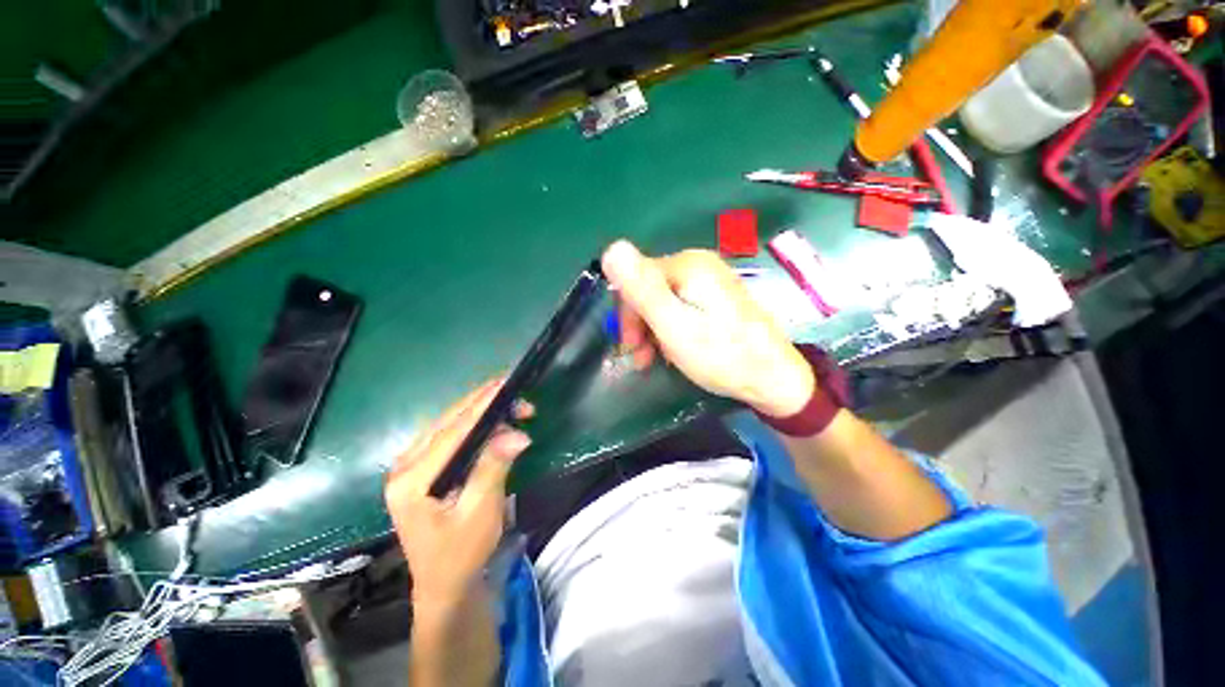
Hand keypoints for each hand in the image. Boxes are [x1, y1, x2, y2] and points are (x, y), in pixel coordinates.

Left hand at [385, 379, 532, 607]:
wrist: (443, 584)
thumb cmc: (461, 554)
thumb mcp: (480, 513)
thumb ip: (493, 468)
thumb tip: (518, 434)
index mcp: (412, 480)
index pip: (453, 432)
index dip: (482, 406)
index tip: (506, 385)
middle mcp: (404, 465)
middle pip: (448, 422)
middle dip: (485, 405)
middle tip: (518, 397)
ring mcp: (410, 465)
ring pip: (449, 424)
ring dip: (482, 412)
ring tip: (513, 408)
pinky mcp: (421, 467)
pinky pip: (450, 435)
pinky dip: (475, 424)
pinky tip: (494, 422)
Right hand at [602, 240, 814, 416]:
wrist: (775, 378)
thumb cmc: (720, 355)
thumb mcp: (674, 325)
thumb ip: (643, 289)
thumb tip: (611, 247)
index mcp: (687, 265)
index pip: (636, 278)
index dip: (627, 312)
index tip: (630, 346)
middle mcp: (699, 264)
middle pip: (650, 288)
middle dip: (639, 323)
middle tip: (640, 357)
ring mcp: (711, 280)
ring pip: (663, 300)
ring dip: (652, 329)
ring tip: (654, 359)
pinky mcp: (717, 297)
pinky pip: (681, 306)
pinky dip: (670, 328)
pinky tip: (673, 349)